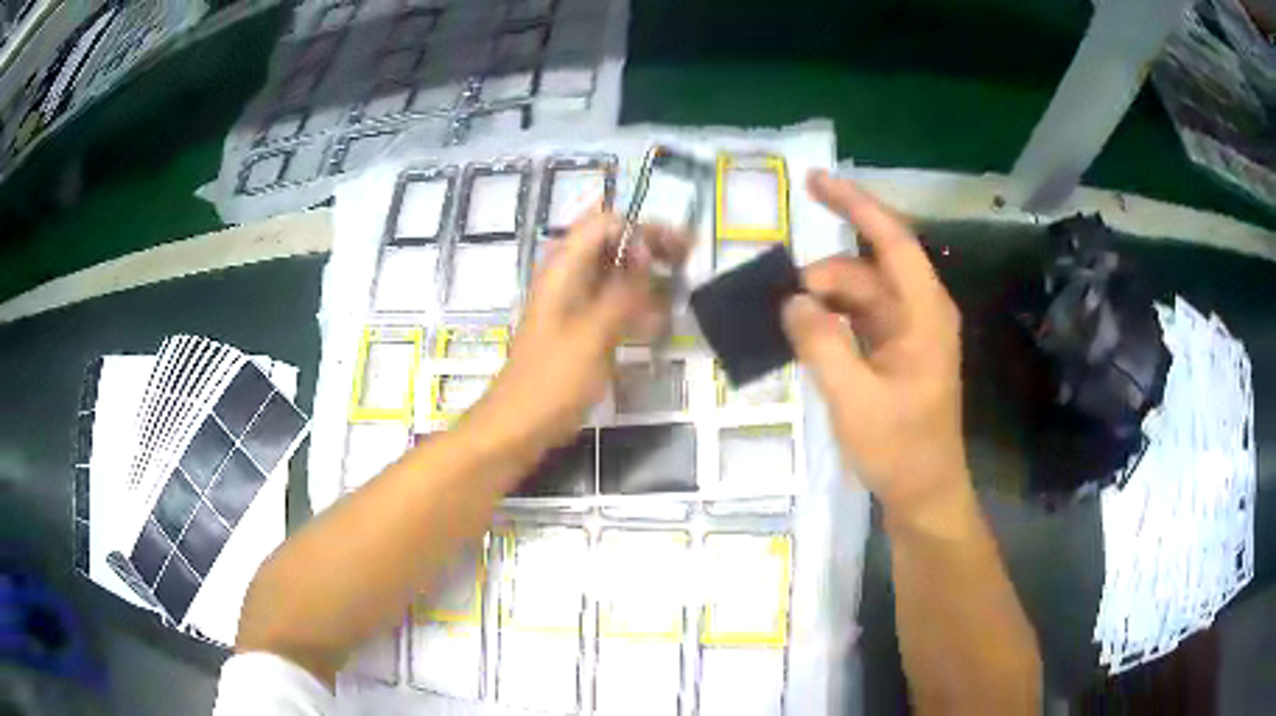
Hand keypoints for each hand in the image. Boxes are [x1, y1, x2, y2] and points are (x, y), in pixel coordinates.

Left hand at [466, 210, 689, 459]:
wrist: (520, 424)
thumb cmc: (553, 380)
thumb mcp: (592, 334)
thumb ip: (621, 291)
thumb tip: (644, 253)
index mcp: (563, 269)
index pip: (604, 223)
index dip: (637, 231)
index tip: (663, 259)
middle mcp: (568, 277)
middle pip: (611, 241)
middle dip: (649, 244)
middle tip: (686, 257)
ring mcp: (573, 303)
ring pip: (615, 270)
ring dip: (646, 271)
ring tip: (680, 284)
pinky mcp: (581, 327)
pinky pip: (613, 301)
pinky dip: (636, 301)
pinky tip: (658, 320)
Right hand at [782, 171, 967, 523]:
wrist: (923, 493)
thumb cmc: (899, 449)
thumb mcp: (855, 400)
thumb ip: (821, 345)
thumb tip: (790, 301)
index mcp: (925, 314)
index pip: (892, 241)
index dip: (856, 206)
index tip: (814, 181)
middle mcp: (919, 312)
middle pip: (866, 270)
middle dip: (821, 277)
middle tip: (778, 305)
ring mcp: (906, 332)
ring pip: (857, 295)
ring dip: (821, 301)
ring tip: (784, 323)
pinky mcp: (893, 351)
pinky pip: (856, 319)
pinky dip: (828, 320)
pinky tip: (802, 333)